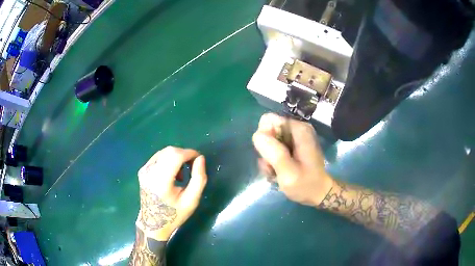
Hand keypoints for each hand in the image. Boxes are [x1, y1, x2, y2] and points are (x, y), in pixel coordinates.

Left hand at [136, 146, 207, 240]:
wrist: (153, 223)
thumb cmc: (174, 214)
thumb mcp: (192, 200)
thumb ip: (199, 178)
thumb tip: (200, 158)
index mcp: (161, 181)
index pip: (175, 155)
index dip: (190, 153)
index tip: (199, 160)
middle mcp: (150, 172)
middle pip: (169, 151)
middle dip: (184, 154)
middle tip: (192, 166)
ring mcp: (144, 170)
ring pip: (164, 152)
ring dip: (176, 157)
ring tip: (182, 174)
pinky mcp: (143, 170)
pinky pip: (158, 157)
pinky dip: (168, 160)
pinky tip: (172, 174)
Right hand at [252, 113, 332, 206]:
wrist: (318, 194)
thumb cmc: (306, 185)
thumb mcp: (288, 173)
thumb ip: (273, 153)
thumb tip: (257, 135)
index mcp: (298, 129)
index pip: (268, 120)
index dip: (264, 138)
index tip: (270, 157)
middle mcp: (296, 129)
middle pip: (267, 132)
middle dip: (266, 151)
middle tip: (272, 168)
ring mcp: (294, 138)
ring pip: (268, 142)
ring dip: (268, 159)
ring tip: (276, 173)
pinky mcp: (292, 146)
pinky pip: (274, 148)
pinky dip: (272, 161)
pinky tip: (278, 173)